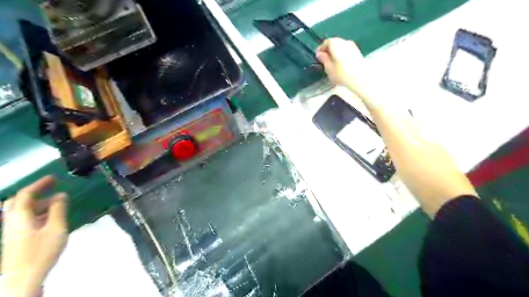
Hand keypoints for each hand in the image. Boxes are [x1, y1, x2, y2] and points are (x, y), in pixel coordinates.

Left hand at [0, 177, 66, 296]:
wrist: (22, 279)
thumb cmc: (41, 251)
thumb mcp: (55, 228)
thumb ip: (58, 210)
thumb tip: (61, 195)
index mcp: (20, 216)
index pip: (26, 194)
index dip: (39, 184)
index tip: (54, 178)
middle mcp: (12, 221)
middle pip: (19, 203)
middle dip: (37, 193)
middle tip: (54, 189)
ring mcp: (13, 232)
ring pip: (24, 212)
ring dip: (40, 205)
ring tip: (59, 204)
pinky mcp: (17, 239)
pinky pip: (27, 220)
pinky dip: (39, 214)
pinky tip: (52, 219)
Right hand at [313, 37, 368, 95]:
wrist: (361, 78)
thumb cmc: (341, 73)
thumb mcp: (328, 68)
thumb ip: (324, 59)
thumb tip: (320, 53)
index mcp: (335, 43)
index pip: (326, 42)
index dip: (321, 49)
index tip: (318, 57)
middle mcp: (344, 41)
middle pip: (334, 42)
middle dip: (328, 50)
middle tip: (324, 60)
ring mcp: (352, 46)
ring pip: (341, 46)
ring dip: (335, 52)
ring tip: (332, 63)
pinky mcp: (358, 52)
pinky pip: (346, 50)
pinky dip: (342, 54)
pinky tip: (341, 64)